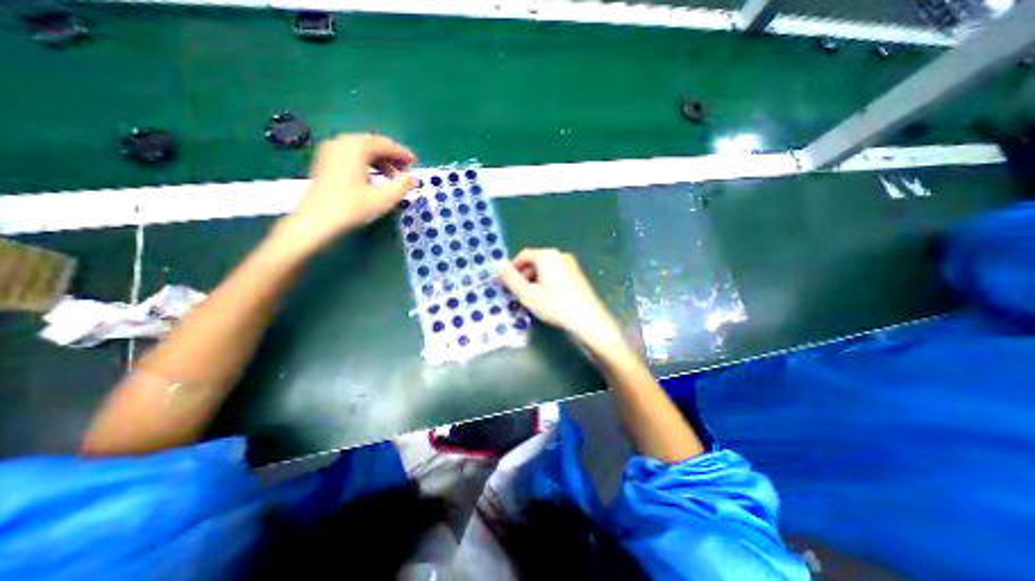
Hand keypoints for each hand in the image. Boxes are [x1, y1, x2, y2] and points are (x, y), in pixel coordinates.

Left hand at [280, 134, 418, 250]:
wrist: (315, 222)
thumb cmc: (351, 208)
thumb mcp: (383, 199)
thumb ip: (402, 186)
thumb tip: (414, 178)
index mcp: (355, 147)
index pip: (384, 144)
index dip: (402, 153)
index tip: (415, 163)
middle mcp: (341, 143)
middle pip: (372, 144)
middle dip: (391, 156)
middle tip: (406, 170)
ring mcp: (330, 151)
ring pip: (361, 150)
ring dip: (380, 161)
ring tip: (393, 177)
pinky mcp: (325, 162)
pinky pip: (351, 156)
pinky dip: (367, 164)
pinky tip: (374, 179)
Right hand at [500, 247, 625, 349]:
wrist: (588, 319)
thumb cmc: (555, 306)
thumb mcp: (527, 294)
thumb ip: (511, 278)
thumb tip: (497, 263)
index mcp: (546, 256)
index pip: (522, 256)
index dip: (511, 269)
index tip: (504, 284)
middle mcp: (559, 254)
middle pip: (534, 261)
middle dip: (523, 275)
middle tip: (517, 293)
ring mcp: (570, 264)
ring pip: (545, 268)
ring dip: (534, 280)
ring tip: (531, 298)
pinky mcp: (577, 274)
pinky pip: (555, 273)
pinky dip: (546, 282)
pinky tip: (546, 298)